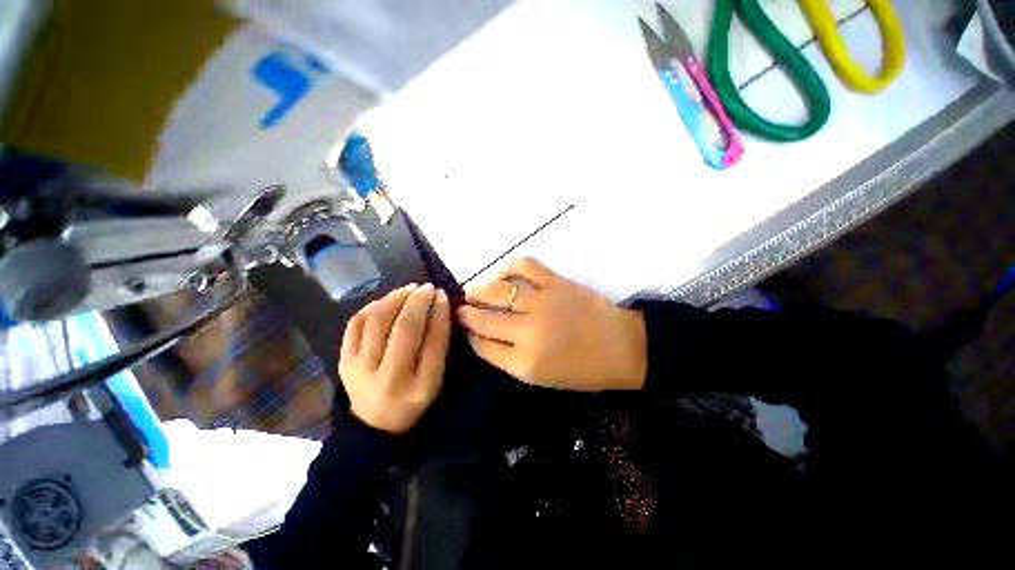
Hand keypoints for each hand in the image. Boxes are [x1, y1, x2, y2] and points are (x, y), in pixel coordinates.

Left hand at [339, 283, 451, 433]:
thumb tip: (438, 305)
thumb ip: (439, 343)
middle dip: (418, 301)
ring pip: (377, 321)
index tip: (442, 295)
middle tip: (427, 287)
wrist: (374, 424)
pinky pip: (355, 324)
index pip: (433, 341)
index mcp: (419, 387)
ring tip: (409, 289)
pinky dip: (372, 306)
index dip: (439, 313)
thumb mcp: (435, 378)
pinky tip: (386, 301)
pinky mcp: (343, 361)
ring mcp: (359, 369)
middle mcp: (388, 378)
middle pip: (404, 328)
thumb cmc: (413, 399)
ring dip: (395, 298)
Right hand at [457, 258, 646, 391]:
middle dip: (465, 313)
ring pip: (496, 291)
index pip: (482, 345)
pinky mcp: (555, 282)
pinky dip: (507, 267)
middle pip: (483, 318)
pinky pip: (523, 266)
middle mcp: (528, 332)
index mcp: (524, 363)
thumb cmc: (582, 369)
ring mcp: (542, 303)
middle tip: (460, 309)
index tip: (463, 328)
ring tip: (473, 291)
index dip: (468, 335)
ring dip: (478, 290)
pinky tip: (501, 274)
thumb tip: (482, 335)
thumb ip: (508, 357)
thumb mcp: (540, 376)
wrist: (622, 347)